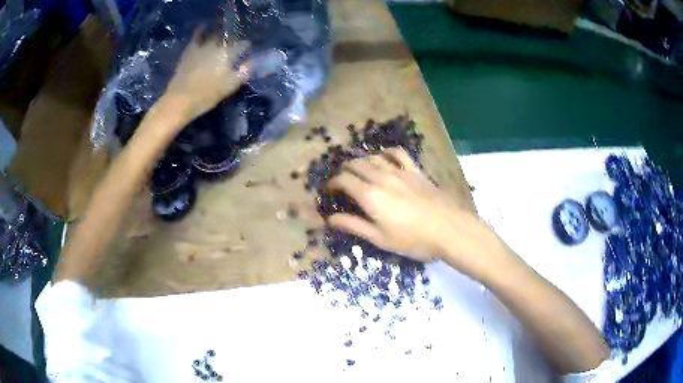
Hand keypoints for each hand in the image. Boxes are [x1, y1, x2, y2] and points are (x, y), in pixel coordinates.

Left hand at [163, 31, 250, 121]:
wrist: (180, 99)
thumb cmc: (207, 95)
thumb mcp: (230, 86)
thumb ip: (243, 72)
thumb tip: (250, 62)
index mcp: (229, 53)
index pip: (243, 45)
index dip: (247, 47)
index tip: (248, 50)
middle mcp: (217, 45)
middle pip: (229, 37)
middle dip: (234, 38)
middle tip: (235, 42)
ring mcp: (202, 46)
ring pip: (214, 33)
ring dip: (220, 32)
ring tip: (222, 33)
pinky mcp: (190, 50)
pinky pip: (197, 36)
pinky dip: (201, 30)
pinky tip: (203, 27)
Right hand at [327, 149, 504, 280]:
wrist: (449, 229)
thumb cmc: (413, 240)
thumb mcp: (380, 239)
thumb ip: (354, 225)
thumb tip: (330, 219)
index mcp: (370, 195)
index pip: (344, 180)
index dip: (333, 183)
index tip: (329, 190)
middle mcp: (382, 177)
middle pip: (356, 165)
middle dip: (344, 170)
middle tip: (341, 180)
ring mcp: (400, 171)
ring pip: (374, 157)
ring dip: (362, 160)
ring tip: (358, 168)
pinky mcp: (416, 171)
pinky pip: (398, 154)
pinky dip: (387, 152)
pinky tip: (384, 157)